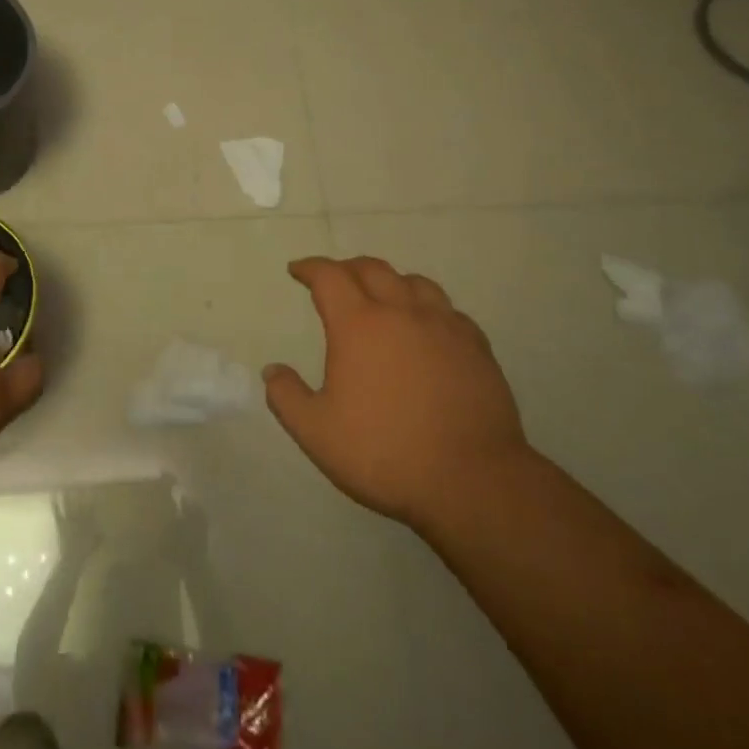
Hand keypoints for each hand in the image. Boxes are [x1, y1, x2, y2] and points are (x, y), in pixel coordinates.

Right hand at [263, 256, 526, 531]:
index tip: (298, 270)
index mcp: (358, 324)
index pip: (329, 276)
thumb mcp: (316, 433)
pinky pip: (449, 310)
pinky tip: (428, 327)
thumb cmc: (385, 453)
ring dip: (391, 281)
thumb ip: (287, 397)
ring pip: (415, 282)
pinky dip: (428, 308)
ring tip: (382, 296)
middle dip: (347, 268)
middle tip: (335, 280)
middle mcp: (401, 312)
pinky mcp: (476, 347)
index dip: (310, 268)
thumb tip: (272, 371)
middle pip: (372, 269)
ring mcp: (444, 326)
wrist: (472, 480)